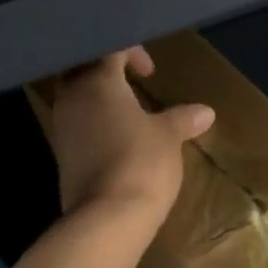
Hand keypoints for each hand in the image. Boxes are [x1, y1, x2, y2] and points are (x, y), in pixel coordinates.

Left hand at [45, 48, 213, 227]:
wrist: (107, 218)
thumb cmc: (141, 163)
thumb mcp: (169, 137)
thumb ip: (182, 119)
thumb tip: (205, 112)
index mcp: (97, 82)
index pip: (108, 48)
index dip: (131, 51)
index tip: (150, 71)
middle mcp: (72, 98)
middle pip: (83, 69)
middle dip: (107, 71)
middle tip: (133, 83)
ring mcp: (62, 127)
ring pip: (76, 97)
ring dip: (100, 98)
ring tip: (129, 112)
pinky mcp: (62, 155)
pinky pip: (77, 124)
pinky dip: (95, 122)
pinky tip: (118, 139)